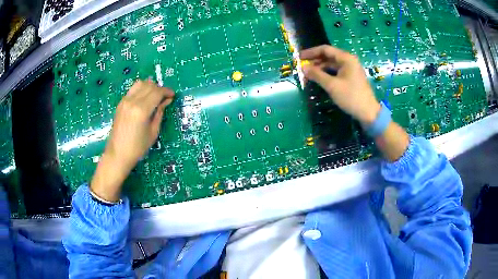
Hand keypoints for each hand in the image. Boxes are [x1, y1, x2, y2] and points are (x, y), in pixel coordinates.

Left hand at [91, 80, 174, 201]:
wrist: (117, 154)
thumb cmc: (137, 147)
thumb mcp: (153, 132)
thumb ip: (159, 113)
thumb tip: (166, 101)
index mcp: (142, 110)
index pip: (157, 92)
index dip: (167, 91)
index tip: (172, 96)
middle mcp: (132, 101)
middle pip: (149, 85)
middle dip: (159, 89)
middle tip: (164, 97)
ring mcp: (125, 101)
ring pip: (140, 83)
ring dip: (149, 86)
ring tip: (154, 96)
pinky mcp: (120, 103)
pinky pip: (133, 89)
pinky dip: (141, 90)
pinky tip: (144, 99)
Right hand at [300, 45, 380, 125]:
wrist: (368, 113)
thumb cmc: (351, 97)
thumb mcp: (332, 86)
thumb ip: (317, 75)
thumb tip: (303, 67)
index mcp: (346, 58)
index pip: (325, 49)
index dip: (311, 52)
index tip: (299, 57)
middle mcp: (349, 61)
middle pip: (329, 56)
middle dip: (315, 60)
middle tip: (302, 66)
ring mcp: (351, 69)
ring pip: (332, 64)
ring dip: (320, 68)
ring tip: (308, 74)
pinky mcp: (351, 78)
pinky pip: (336, 71)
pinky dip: (327, 73)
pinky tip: (319, 79)